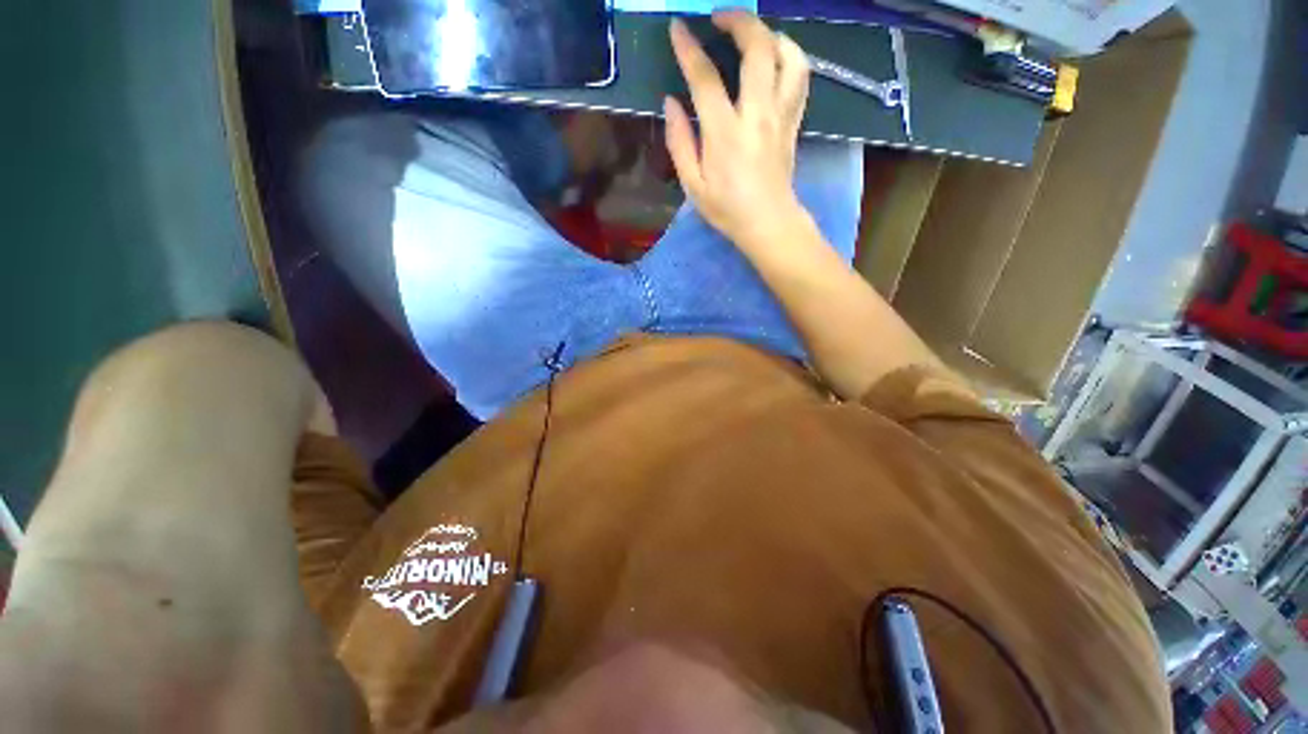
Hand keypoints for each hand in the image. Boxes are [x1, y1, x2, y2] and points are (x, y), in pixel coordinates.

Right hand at [665, 11, 811, 248]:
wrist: (768, 224)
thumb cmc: (727, 209)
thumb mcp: (693, 185)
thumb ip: (680, 142)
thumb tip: (672, 103)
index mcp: (725, 133)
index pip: (705, 78)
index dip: (689, 48)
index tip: (678, 28)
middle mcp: (757, 115)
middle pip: (758, 49)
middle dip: (739, 21)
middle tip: (720, 18)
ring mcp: (781, 116)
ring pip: (789, 56)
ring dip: (771, 35)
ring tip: (753, 36)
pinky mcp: (794, 122)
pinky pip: (801, 78)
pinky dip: (790, 57)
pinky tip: (776, 60)